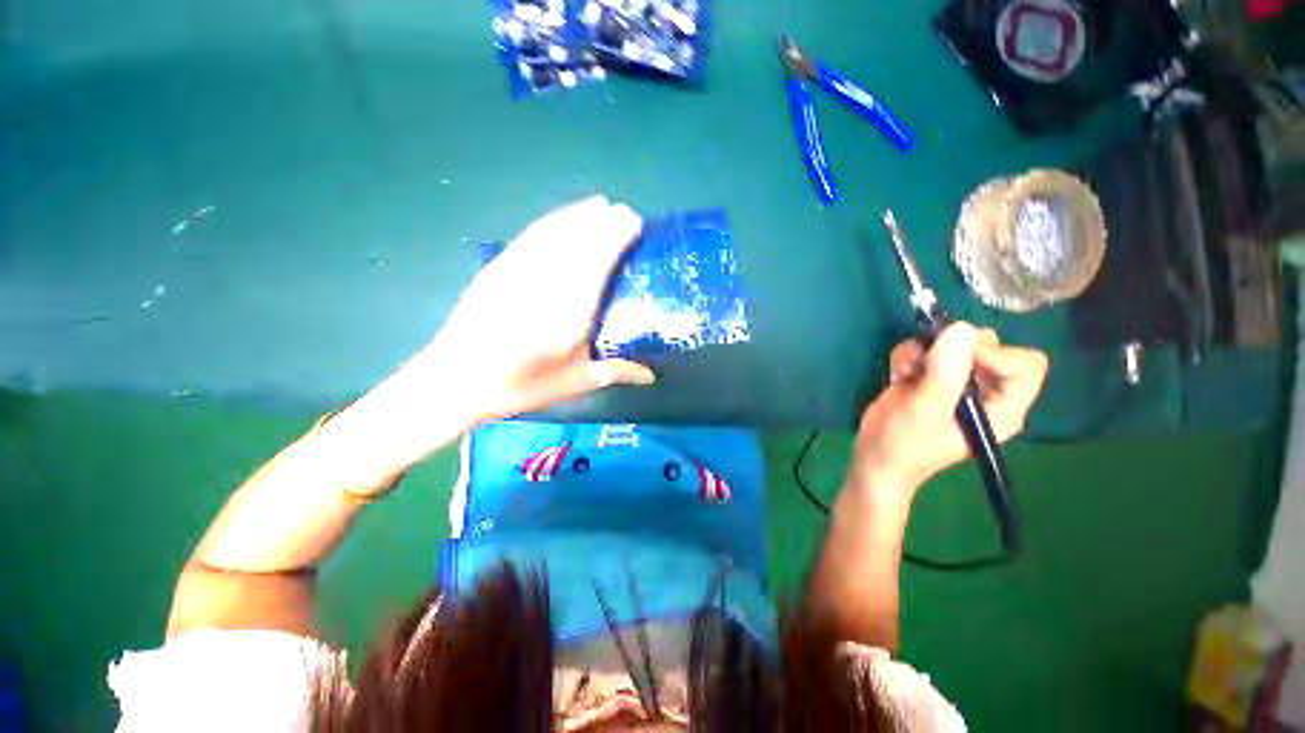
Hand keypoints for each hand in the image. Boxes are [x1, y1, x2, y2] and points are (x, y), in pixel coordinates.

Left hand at [423, 195, 655, 419]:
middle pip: (579, 240)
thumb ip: (616, 372)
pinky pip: (532, 236)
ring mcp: (519, 270)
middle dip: (603, 221)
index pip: (597, 260)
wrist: (456, 379)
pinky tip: (562, 220)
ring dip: (579, 215)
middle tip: (624, 213)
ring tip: (599, 207)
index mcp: (570, 311)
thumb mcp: (574, 382)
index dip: (616, 236)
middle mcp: (546, 282)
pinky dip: (552, 222)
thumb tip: (651, 375)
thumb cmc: (521, 385)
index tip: (634, 223)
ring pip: (555, 232)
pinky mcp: (499, 267)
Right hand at [850, 322, 1047, 499]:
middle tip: (927, 362)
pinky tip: (897, 376)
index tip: (957, 361)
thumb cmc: (905, 445)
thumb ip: (946, 372)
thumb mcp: (926, 410)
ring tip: (907, 372)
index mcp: (1002, 407)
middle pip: (987, 346)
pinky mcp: (926, 378)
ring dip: (922, 352)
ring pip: (950, 343)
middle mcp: (984, 391)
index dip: (994, 355)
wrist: (873, 459)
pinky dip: (907, 356)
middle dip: (952, 348)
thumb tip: (960, 327)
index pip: (1023, 363)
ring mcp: (953, 383)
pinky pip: (924, 350)